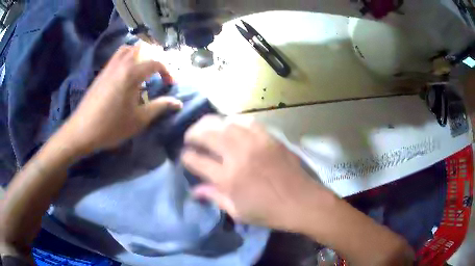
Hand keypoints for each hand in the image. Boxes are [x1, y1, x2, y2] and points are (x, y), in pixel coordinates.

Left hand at [61, 45, 181, 153]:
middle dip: (154, 57)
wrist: (82, 130)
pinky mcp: (102, 72)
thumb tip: (178, 103)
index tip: (170, 84)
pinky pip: (118, 56)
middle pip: (142, 47)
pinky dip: (127, 58)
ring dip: (140, 54)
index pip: (156, 62)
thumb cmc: (111, 126)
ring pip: (128, 48)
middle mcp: (121, 64)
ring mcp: (110, 66)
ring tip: (143, 69)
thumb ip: (159, 107)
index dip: (167, 71)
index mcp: (132, 73)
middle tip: (158, 72)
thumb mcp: (138, 120)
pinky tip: (127, 75)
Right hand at [181, 115, 332, 229]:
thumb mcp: (238, 212)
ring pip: (224, 123)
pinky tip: (230, 127)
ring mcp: (254, 143)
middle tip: (189, 137)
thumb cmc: (269, 212)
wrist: (302, 202)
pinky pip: (246, 121)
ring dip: (210, 123)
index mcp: (228, 178)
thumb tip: (195, 190)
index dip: (186, 157)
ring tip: (205, 128)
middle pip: (206, 134)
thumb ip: (214, 197)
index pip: (197, 161)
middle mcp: (238, 155)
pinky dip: (233, 122)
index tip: (184, 156)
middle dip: (192, 133)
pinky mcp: (268, 137)